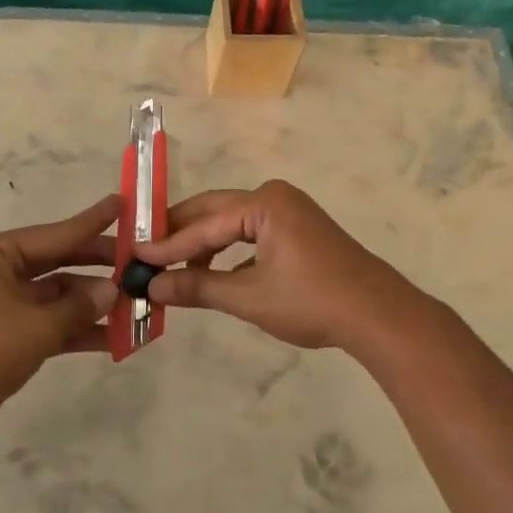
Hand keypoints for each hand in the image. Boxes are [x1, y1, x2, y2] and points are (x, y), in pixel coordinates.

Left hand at [0, 195, 120, 441]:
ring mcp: (8, 303)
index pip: (57, 233)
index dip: (93, 221)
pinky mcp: (13, 334)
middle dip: (99, 267)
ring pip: (60, 296)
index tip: (123, 204)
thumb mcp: (36, 325)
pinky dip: (80, 330)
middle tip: (140, 263)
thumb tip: (113, 290)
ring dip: (94, 304)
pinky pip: (53, 323)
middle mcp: (3, 271)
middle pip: (61, 262)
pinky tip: (116, 339)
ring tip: (137, 307)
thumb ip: (79, 306)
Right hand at [134, 180, 434, 351]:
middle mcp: (274, 197)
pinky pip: (250, 233)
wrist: (378, 315)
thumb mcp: (248, 297)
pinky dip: (227, 252)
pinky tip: (211, 274)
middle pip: (213, 212)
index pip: (203, 225)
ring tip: (173, 269)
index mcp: (263, 204)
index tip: (134, 258)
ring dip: (202, 245)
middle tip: (144, 253)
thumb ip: (198, 287)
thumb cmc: (311, 301)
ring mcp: (289, 211)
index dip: (167, 245)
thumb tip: (152, 286)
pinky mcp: (298, 230)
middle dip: (179, 235)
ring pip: (231, 223)